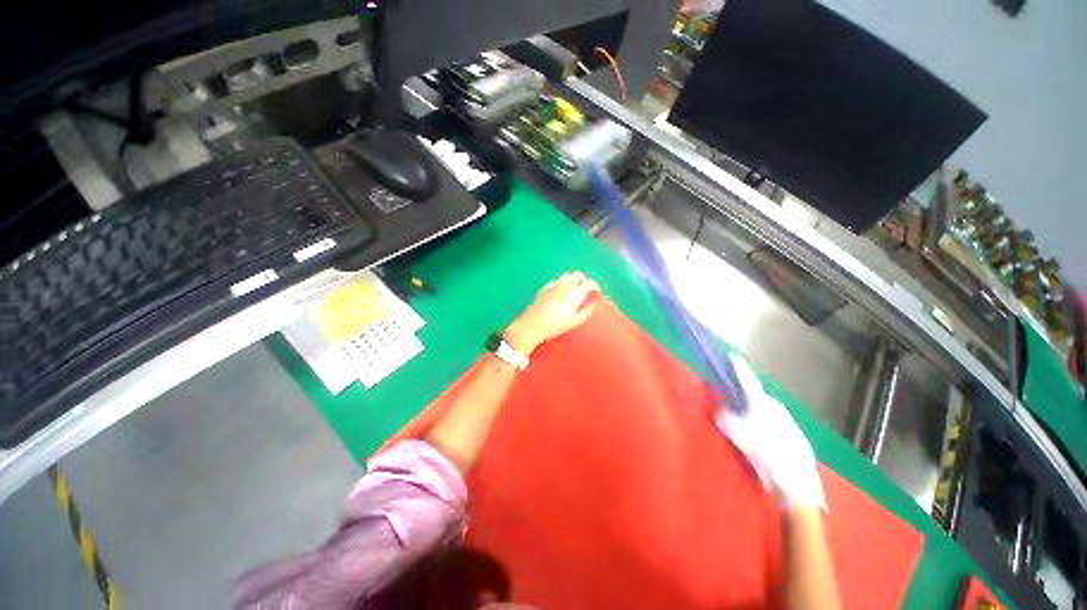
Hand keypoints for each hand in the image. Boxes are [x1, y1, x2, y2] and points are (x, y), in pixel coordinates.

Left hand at [505, 272, 599, 354]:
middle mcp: (564, 287)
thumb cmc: (555, 326)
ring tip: (574, 287)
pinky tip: (560, 290)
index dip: (595, 285)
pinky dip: (561, 283)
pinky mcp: (544, 289)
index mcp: (574, 294)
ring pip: (566, 276)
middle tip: (586, 287)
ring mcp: (553, 286)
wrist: (532, 325)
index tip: (596, 291)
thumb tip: (592, 304)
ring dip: (572, 279)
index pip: (589, 283)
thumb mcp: (573, 322)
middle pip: (577, 275)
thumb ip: (585, 312)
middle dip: (584, 279)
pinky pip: (555, 281)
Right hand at [715, 354, 824, 510]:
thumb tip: (718, 409)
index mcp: (763, 404)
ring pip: (766, 410)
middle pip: (756, 395)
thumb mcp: (739, 437)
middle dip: (743, 395)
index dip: (738, 366)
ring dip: (754, 411)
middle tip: (731, 400)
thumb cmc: (766, 456)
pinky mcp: (796, 435)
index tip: (732, 355)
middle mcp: (777, 408)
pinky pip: (775, 422)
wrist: (799, 485)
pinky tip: (763, 439)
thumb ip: (725, 419)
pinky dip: (765, 423)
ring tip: (745, 423)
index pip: (748, 379)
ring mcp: (789, 422)